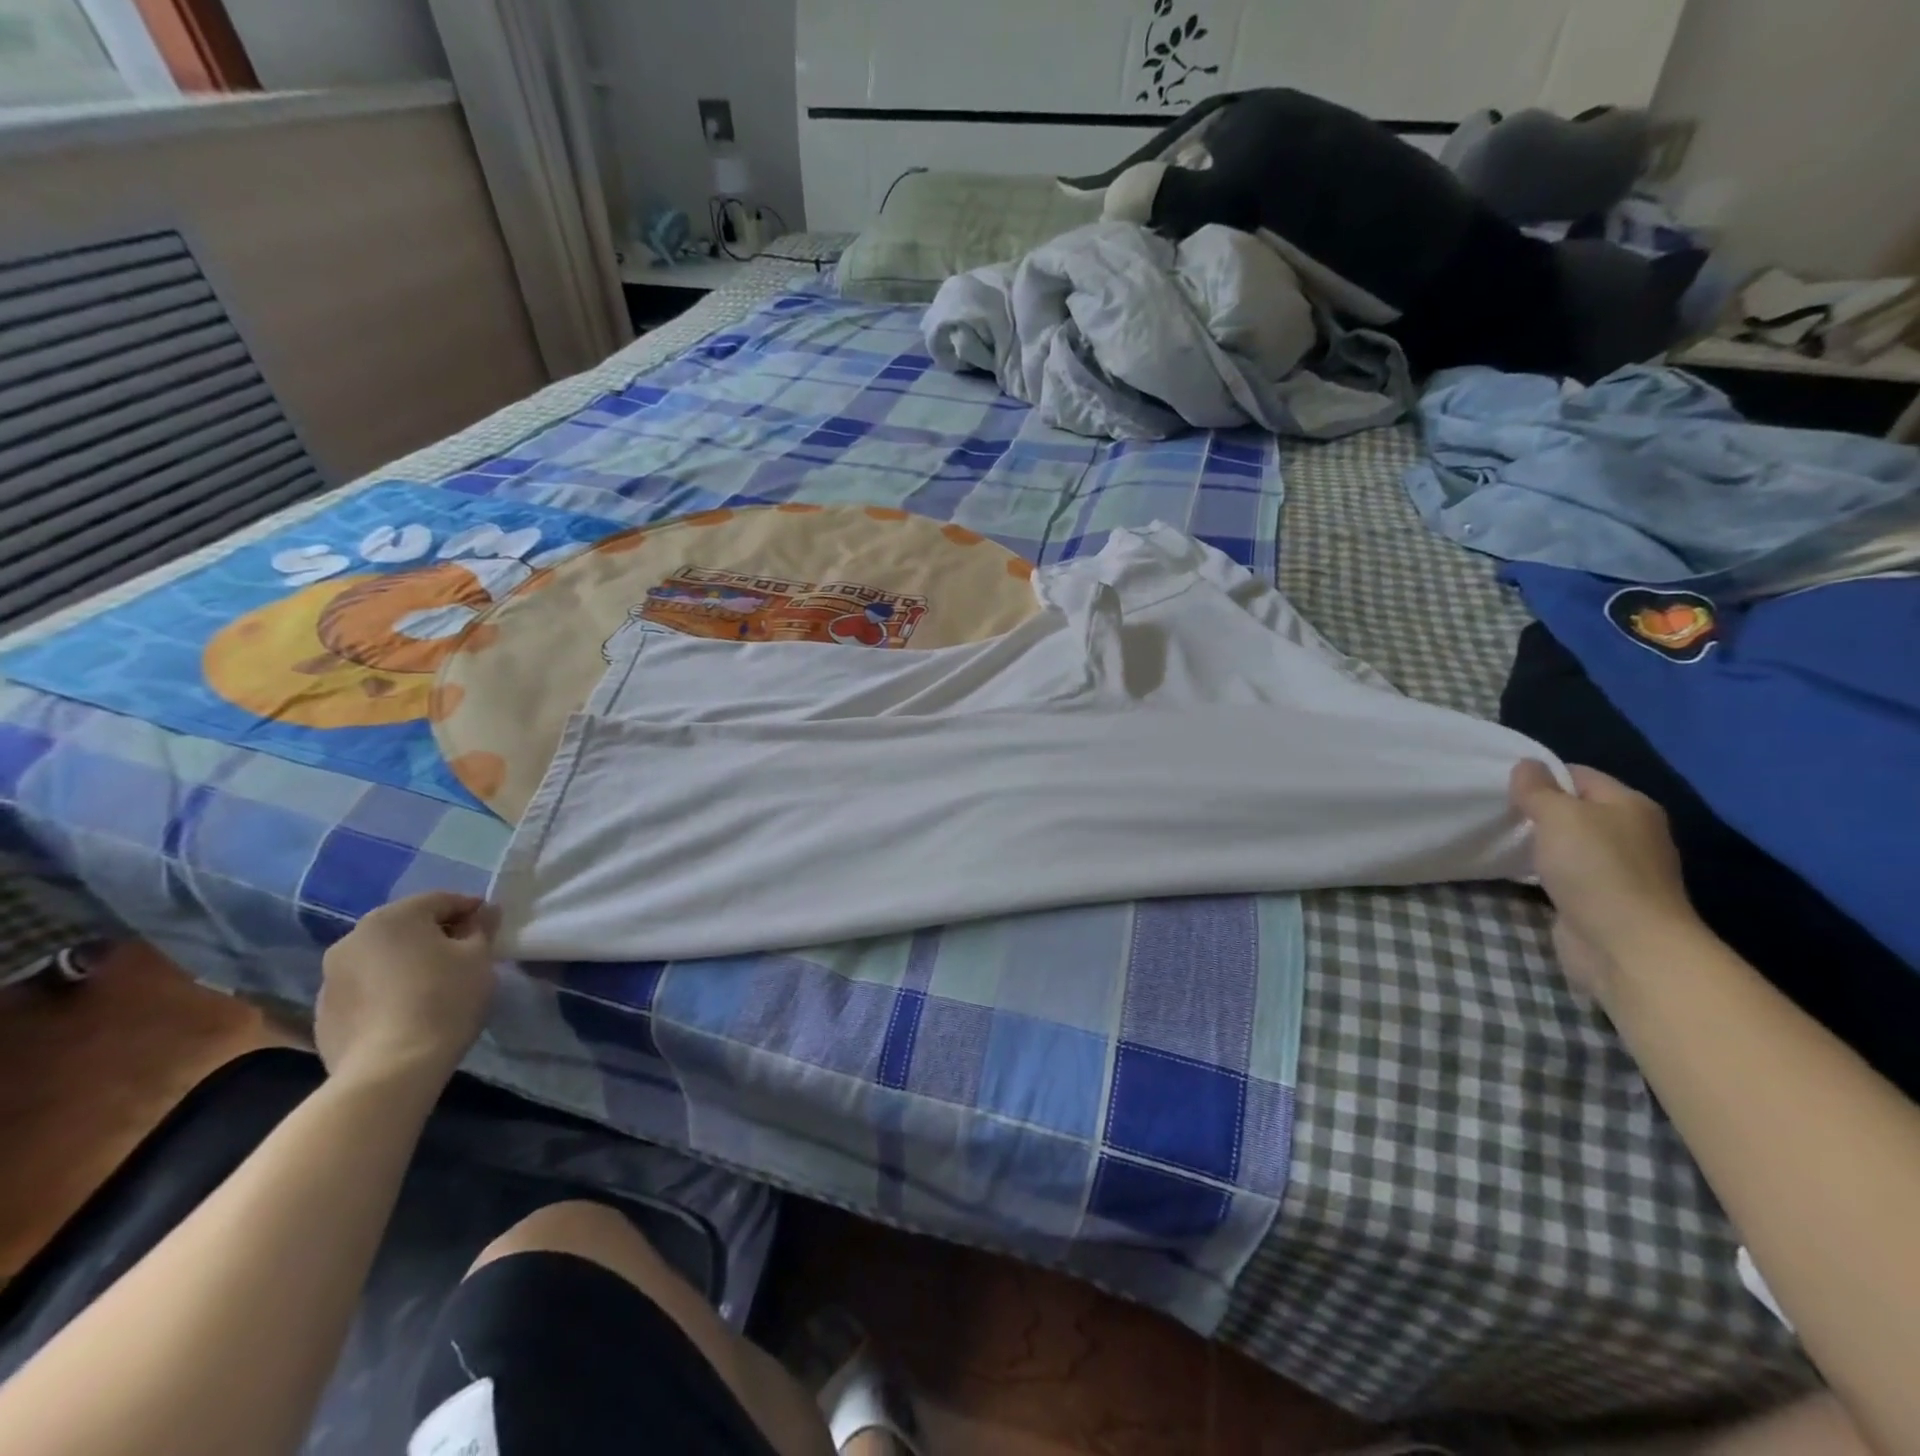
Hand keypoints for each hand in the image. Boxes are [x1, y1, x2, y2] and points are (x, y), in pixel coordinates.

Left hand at [317, 892, 499, 1090]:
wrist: (390, 1069)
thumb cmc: (444, 999)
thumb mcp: (479, 957)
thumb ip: (482, 927)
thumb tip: (485, 911)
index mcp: (392, 917)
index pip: (441, 900)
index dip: (471, 910)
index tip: (490, 928)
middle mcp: (353, 938)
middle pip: (407, 926)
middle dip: (437, 935)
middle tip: (465, 956)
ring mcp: (331, 977)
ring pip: (383, 957)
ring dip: (409, 962)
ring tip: (435, 985)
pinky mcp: (324, 1012)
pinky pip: (366, 988)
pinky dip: (387, 989)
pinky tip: (408, 1010)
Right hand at [1509, 761, 1702, 1000]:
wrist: (1625, 945)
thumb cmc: (1594, 869)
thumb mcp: (1558, 815)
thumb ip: (1537, 789)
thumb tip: (1526, 765)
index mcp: (1630, 805)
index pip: (1579, 775)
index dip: (1541, 776)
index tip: (1502, 786)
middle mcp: (1631, 832)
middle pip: (1575, 809)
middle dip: (1536, 810)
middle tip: (1496, 813)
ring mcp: (1619, 869)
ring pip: (1568, 843)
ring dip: (1539, 843)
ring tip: (1501, 839)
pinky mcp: (1603, 899)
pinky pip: (1566, 872)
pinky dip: (1543, 871)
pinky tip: (1519, 872)